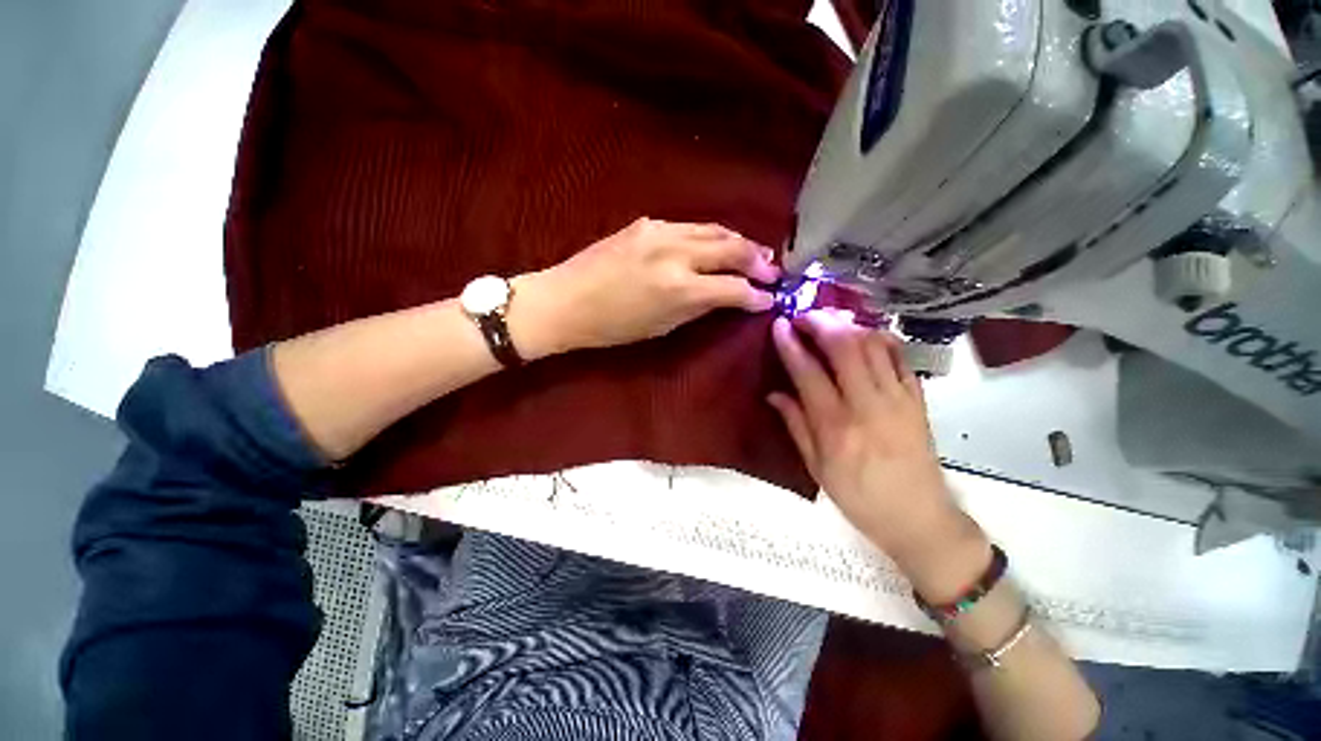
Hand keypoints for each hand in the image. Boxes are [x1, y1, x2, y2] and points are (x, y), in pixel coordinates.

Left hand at [509, 218, 778, 357]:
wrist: (565, 300)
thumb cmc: (613, 327)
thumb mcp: (662, 326)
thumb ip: (699, 306)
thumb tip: (728, 296)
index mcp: (680, 288)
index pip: (733, 287)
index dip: (756, 294)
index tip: (769, 298)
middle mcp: (676, 253)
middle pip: (732, 247)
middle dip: (757, 259)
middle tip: (773, 270)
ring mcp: (660, 231)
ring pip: (713, 229)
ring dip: (737, 241)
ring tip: (753, 253)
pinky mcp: (646, 223)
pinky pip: (689, 227)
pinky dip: (709, 236)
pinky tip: (715, 244)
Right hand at [768, 310, 989, 601]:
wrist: (919, 518)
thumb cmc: (859, 498)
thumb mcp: (817, 468)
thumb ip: (795, 425)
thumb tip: (773, 393)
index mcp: (836, 427)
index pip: (808, 372)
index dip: (791, 344)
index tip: (779, 325)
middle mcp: (867, 406)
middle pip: (845, 348)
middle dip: (821, 323)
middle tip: (803, 316)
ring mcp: (898, 399)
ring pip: (874, 345)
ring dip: (849, 325)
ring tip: (830, 321)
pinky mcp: (918, 399)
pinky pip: (900, 357)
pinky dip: (881, 338)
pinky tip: (866, 334)